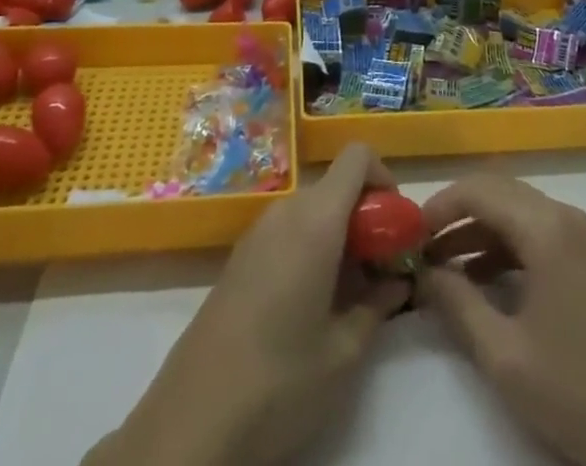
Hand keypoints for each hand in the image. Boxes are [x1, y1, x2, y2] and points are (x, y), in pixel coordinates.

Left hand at [84, 143, 408, 465]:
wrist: (187, 428)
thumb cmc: (277, 384)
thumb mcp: (343, 354)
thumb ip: (377, 306)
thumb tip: (398, 282)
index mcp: (315, 220)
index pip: (357, 157)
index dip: (385, 178)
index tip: (396, 227)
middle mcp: (285, 212)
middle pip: (336, 186)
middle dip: (366, 216)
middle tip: (381, 269)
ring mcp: (257, 234)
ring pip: (313, 210)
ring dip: (339, 234)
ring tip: (350, 293)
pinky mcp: (238, 259)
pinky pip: (288, 231)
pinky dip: (311, 247)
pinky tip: (312, 304)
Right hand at [418, 175, 585, 465]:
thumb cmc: (576, 391)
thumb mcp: (504, 354)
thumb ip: (457, 304)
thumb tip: (423, 273)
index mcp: (547, 227)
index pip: (481, 189)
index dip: (440, 205)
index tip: (408, 235)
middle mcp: (565, 217)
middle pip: (499, 193)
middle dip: (456, 215)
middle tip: (420, 249)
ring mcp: (581, 237)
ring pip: (516, 213)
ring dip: (478, 232)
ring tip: (440, 269)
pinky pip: (535, 234)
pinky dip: (503, 248)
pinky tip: (479, 282)